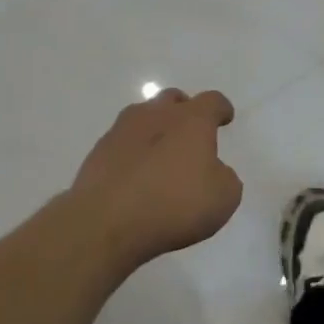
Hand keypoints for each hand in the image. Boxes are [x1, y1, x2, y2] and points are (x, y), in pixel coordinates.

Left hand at [68, 89, 241, 272]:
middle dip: (184, 111)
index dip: (221, 109)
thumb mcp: (223, 197)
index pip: (212, 101)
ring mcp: (121, 131)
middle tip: (190, 132)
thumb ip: (225, 177)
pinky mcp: (97, 153)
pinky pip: (121, 144)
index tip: (224, 118)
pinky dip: (132, 153)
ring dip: (154, 129)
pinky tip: (135, 176)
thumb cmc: (174, 204)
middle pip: (173, 100)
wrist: (106, 223)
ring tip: (160, 154)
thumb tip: (213, 171)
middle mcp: (156, 115)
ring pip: (142, 117)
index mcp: (191, 120)